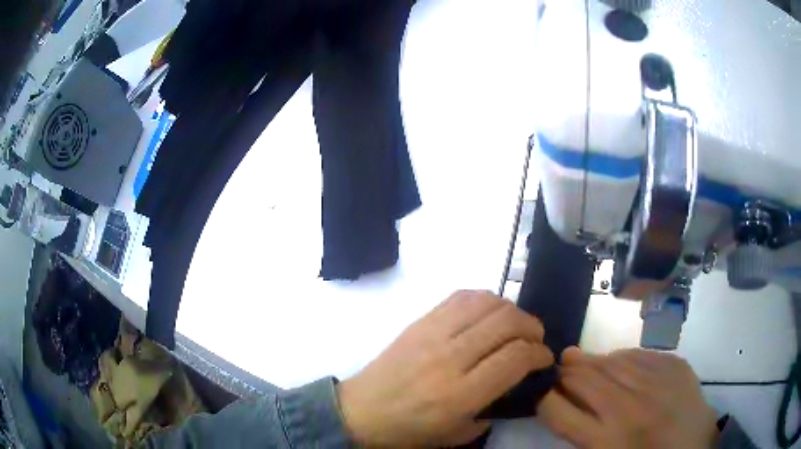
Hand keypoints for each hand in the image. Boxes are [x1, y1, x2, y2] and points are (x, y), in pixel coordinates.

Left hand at [336, 290, 553, 446]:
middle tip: (535, 340)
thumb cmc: (410, 430)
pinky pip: (460, 297)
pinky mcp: (420, 321)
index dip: (539, 353)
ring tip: (515, 325)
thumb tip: (517, 381)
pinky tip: (488, 314)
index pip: (515, 357)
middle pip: (506, 322)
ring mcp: (432, 334)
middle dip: (532, 327)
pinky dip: (484, 300)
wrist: (362, 410)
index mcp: (460, 394)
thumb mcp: (459, 434)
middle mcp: (449, 358)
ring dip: (511, 310)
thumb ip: (494, 409)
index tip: (544, 358)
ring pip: (486, 303)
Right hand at [537, 348, 717, 448]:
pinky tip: (618, 363)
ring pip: (610, 360)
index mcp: (605, 439)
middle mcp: (628, 407)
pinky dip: (622, 358)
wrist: (694, 447)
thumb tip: (561, 400)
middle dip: (564, 372)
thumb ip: (580, 432)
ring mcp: (655, 381)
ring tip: (582, 361)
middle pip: (582, 378)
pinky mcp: (674, 365)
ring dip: (591, 362)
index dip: (543, 397)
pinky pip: (638, 354)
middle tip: (559, 369)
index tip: (543, 391)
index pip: (556, 408)